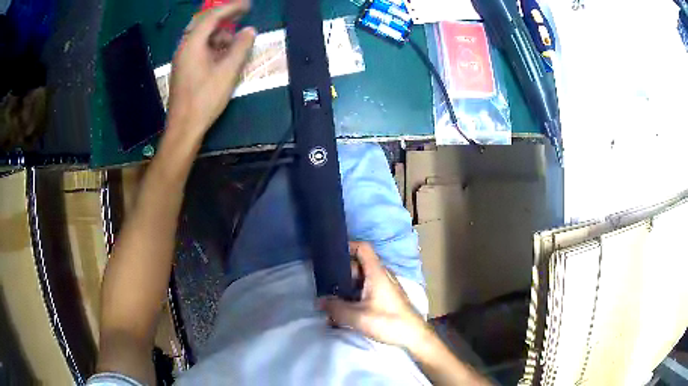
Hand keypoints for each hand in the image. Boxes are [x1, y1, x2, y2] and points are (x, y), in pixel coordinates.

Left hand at [167, 0, 255, 139]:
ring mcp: (182, 58)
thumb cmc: (205, 99)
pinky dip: (212, 44)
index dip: (231, 8)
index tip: (248, 5)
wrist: (184, 127)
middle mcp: (184, 47)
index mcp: (192, 44)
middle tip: (241, 16)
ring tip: (234, 41)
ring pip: (201, 36)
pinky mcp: (183, 69)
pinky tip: (222, 54)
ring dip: (218, 33)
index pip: (212, 17)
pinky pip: (198, 47)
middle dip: (223, 17)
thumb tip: (250, 30)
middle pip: (203, 23)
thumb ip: (240, 47)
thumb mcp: (228, 72)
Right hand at [319, 242, 430, 350]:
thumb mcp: (357, 317)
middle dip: (340, 274)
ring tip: (331, 301)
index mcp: (377, 273)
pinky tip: (344, 311)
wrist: (414, 336)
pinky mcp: (386, 298)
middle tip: (324, 285)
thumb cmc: (388, 322)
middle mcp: (382, 275)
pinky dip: (354, 297)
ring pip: (361, 280)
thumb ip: (335, 308)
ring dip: (346, 288)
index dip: (346, 246)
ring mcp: (385, 287)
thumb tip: (319, 301)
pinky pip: (366, 291)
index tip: (329, 254)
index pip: (362, 248)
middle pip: (358, 266)